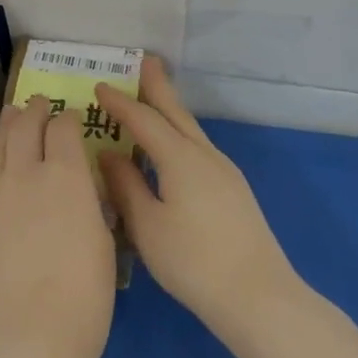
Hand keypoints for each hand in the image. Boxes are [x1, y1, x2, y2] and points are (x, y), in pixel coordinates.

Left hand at [0, 97, 117, 357]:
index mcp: (66, 176)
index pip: (64, 128)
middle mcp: (25, 173)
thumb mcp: (103, 242)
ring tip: (13, 116)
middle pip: (25, 125)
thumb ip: (89, 203)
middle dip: (34, 110)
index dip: (68, 118)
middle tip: (39, 104)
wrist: (26, 337)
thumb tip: (80, 187)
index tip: (71, 118)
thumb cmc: (84, 297)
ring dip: (9, 126)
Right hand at [96, 56, 300, 347]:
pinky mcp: (233, 191)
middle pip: (176, 112)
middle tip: (145, 60)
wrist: (259, 297)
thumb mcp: (147, 225)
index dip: (120, 102)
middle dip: (158, 86)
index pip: (144, 119)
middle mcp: (205, 155)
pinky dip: (179, 134)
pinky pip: (198, 147)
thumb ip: (125, 186)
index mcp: (180, 158)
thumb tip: (108, 154)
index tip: (98, 85)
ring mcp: (224, 172)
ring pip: (191, 130)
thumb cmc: (193, 261)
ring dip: (170, 110)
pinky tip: (173, 147)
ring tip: (154, 97)